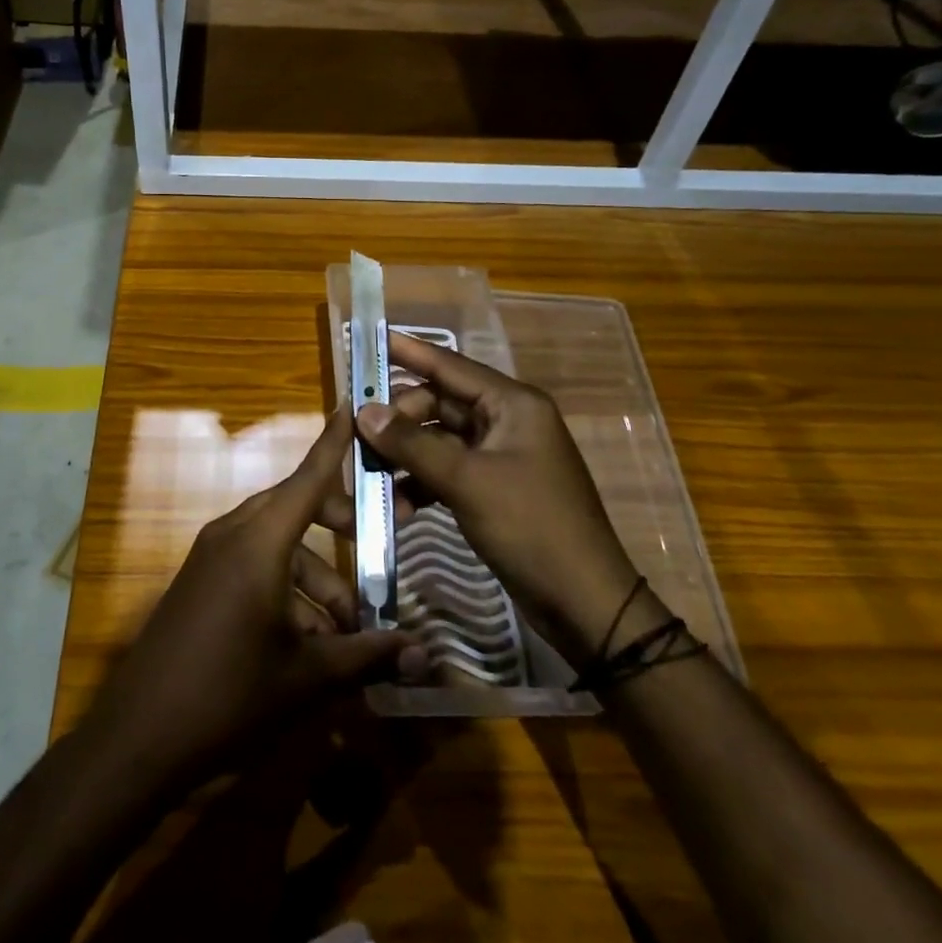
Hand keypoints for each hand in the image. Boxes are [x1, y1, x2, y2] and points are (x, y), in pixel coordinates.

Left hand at [84, 408, 423, 786]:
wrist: (138, 738)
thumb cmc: (228, 697)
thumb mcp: (307, 678)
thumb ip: (366, 657)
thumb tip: (424, 655)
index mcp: (259, 542)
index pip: (309, 477)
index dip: (335, 443)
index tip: (353, 404)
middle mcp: (233, 534)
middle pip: (297, 509)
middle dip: (340, 529)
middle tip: (378, 557)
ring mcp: (211, 556)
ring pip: (278, 544)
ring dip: (316, 577)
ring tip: (347, 633)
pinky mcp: (200, 580)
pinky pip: (253, 563)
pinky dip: (286, 587)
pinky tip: (307, 641)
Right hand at [356, 331, 645, 663]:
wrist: (583, 602)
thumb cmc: (531, 527)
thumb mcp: (467, 482)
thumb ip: (412, 444)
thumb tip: (363, 410)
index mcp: (512, 404)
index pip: (450, 366)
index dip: (408, 352)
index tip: (369, 339)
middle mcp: (507, 421)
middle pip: (439, 405)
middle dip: (399, 420)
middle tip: (358, 435)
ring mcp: (501, 456)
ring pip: (439, 440)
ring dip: (406, 456)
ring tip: (370, 474)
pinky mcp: (494, 488)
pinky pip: (447, 471)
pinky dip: (422, 483)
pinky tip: (399, 506)